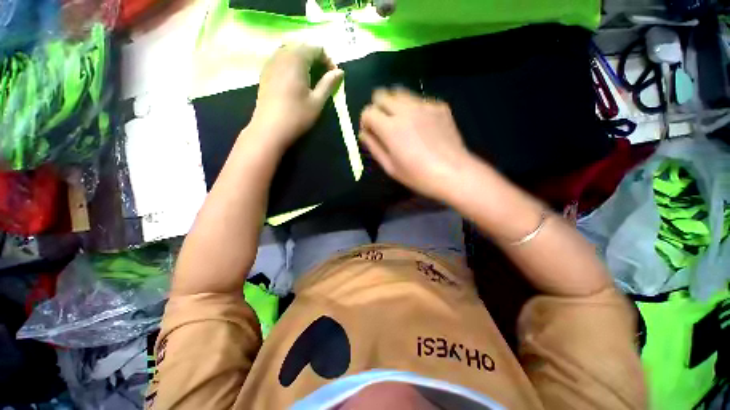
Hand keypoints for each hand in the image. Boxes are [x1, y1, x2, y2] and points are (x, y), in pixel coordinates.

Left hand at [249, 44, 343, 149]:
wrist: (269, 129)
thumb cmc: (296, 116)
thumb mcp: (317, 102)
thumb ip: (328, 84)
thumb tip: (340, 72)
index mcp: (297, 59)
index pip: (316, 48)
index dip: (328, 60)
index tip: (334, 77)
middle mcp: (282, 55)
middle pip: (303, 47)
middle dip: (316, 59)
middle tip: (324, 77)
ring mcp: (271, 62)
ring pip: (290, 51)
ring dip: (304, 61)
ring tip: (311, 78)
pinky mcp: (265, 72)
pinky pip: (281, 59)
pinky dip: (292, 64)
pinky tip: (295, 80)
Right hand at [359, 88, 473, 200]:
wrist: (454, 173)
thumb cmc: (418, 175)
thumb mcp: (390, 167)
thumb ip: (374, 147)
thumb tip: (363, 134)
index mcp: (390, 127)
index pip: (368, 111)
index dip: (365, 121)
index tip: (370, 132)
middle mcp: (405, 110)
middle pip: (382, 94)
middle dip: (377, 108)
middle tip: (383, 124)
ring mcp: (424, 105)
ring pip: (400, 93)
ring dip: (394, 104)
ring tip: (401, 122)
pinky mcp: (439, 106)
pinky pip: (419, 100)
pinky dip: (413, 108)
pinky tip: (421, 125)